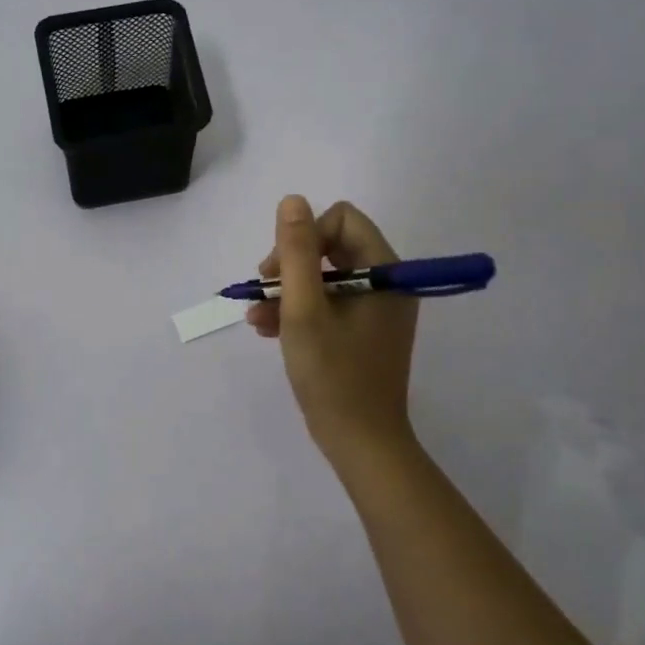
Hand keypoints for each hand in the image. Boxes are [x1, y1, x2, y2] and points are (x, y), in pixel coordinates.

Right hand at [249, 196, 418, 462]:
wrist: (361, 444)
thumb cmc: (333, 375)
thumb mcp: (304, 309)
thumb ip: (296, 252)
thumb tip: (292, 200)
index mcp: (386, 272)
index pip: (342, 220)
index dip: (305, 236)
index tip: (279, 269)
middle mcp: (387, 284)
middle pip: (333, 247)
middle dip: (292, 265)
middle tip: (264, 289)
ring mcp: (377, 310)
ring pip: (326, 277)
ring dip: (289, 290)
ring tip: (257, 316)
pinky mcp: (365, 332)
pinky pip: (330, 304)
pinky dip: (300, 311)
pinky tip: (268, 328)